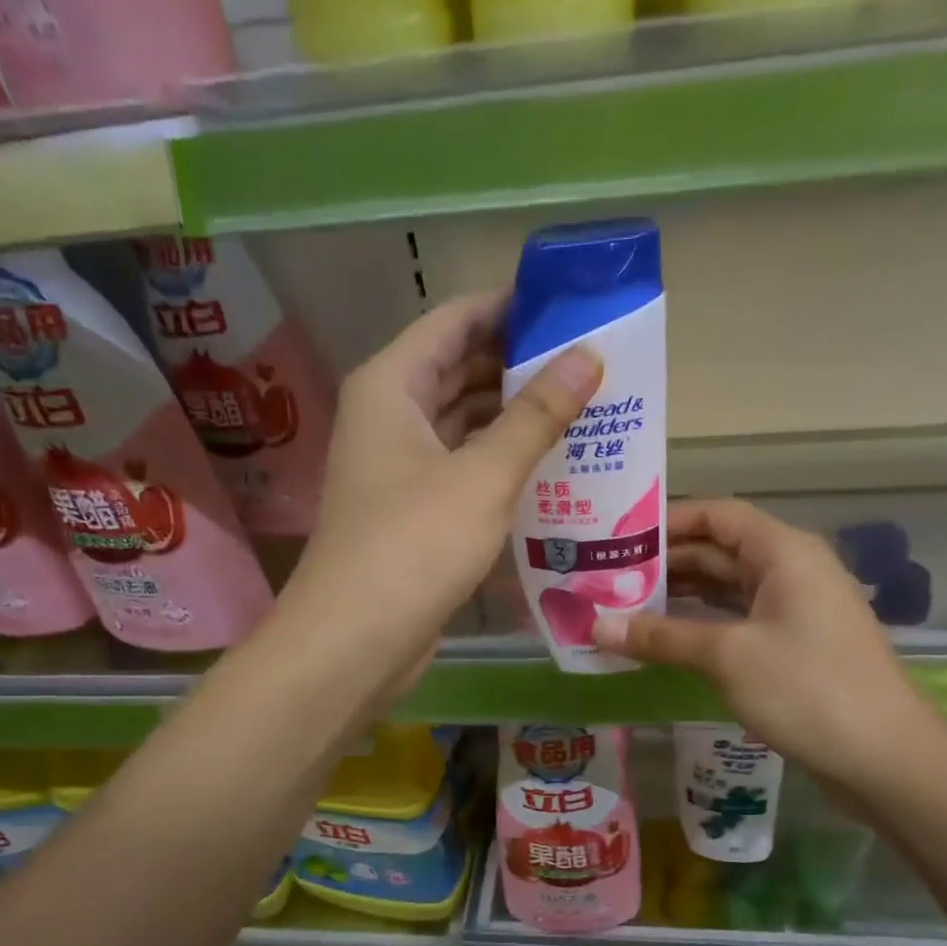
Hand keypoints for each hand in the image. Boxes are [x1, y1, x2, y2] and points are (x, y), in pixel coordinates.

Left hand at [281, 292, 602, 687]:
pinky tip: (548, 465)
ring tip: (582, 408)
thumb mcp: (484, 475)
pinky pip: (461, 465)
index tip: (571, 305)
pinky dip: (498, 459)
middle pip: (458, 367)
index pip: (456, 320)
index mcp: (391, 385)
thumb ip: (536, 414)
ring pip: (462, 420)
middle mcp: (388, 415)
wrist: (356, 640)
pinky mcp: (411, 509)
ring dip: (513, 415)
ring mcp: (397, 465)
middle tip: (590, 362)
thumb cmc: (415, 544)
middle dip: (519, 362)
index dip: (511, 306)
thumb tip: (587, 355)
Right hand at [594, 499, 943, 792]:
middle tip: (606, 577)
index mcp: (782, 551)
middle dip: (665, 562)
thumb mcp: (728, 656)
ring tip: (623, 605)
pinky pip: (738, 620)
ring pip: (726, 588)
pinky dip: (701, 625)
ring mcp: (795, 609)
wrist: (886, 758)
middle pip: (718, 549)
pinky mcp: (794, 645)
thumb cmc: (808, 689)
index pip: (716, 514)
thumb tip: (596, 626)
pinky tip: (664, 640)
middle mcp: (790, 569)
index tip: (616, 538)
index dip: (666, 521)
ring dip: (680, 596)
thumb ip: (661, 637)